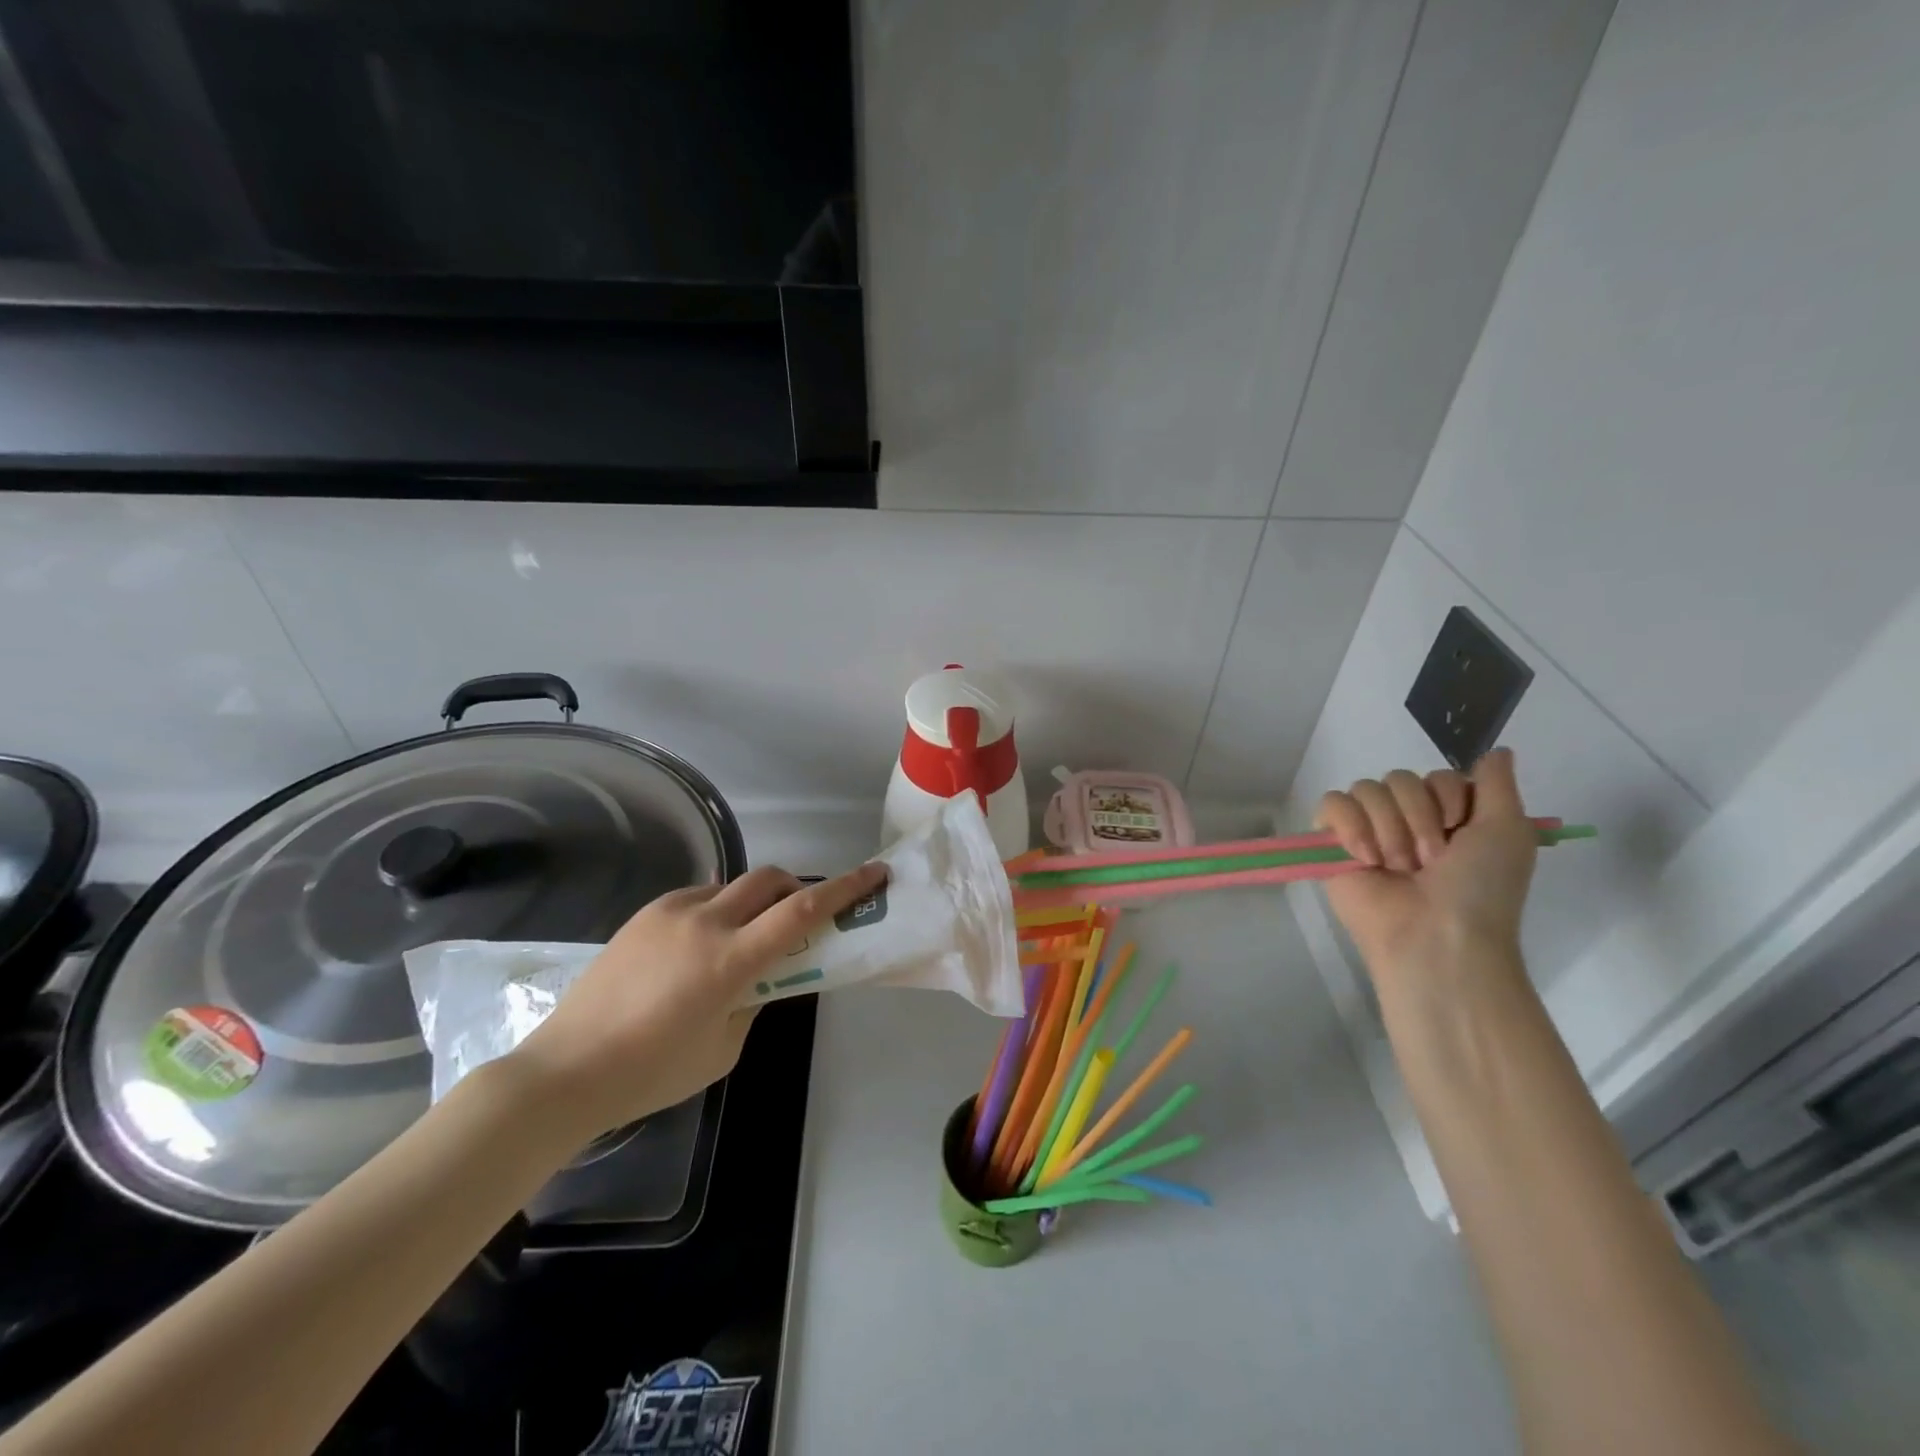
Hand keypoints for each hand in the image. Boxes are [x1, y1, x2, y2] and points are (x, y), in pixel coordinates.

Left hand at [509, 861, 888, 1142]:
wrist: (565, 1070)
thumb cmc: (652, 1072)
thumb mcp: (724, 1048)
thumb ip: (755, 1003)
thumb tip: (764, 977)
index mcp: (730, 959)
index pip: (802, 912)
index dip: (844, 889)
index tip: (873, 873)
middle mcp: (705, 922)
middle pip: (769, 879)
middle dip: (796, 888)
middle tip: (799, 917)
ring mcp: (671, 912)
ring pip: (732, 885)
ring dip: (752, 901)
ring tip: (741, 940)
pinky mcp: (645, 915)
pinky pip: (697, 897)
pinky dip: (717, 910)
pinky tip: (698, 947)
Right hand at [1313, 748, 1536, 992]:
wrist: (1435, 935)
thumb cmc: (1480, 890)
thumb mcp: (1508, 831)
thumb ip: (1499, 785)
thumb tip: (1498, 749)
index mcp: (1447, 817)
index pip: (1434, 774)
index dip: (1447, 797)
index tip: (1459, 830)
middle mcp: (1406, 819)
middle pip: (1398, 778)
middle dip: (1417, 817)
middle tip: (1429, 859)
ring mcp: (1367, 830)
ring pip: (1366, 789)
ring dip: (1388, 828)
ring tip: (1397, 866)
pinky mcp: (1332, 843)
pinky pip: (1332, 804)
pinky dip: (1350, 826)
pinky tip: (1365, 857)